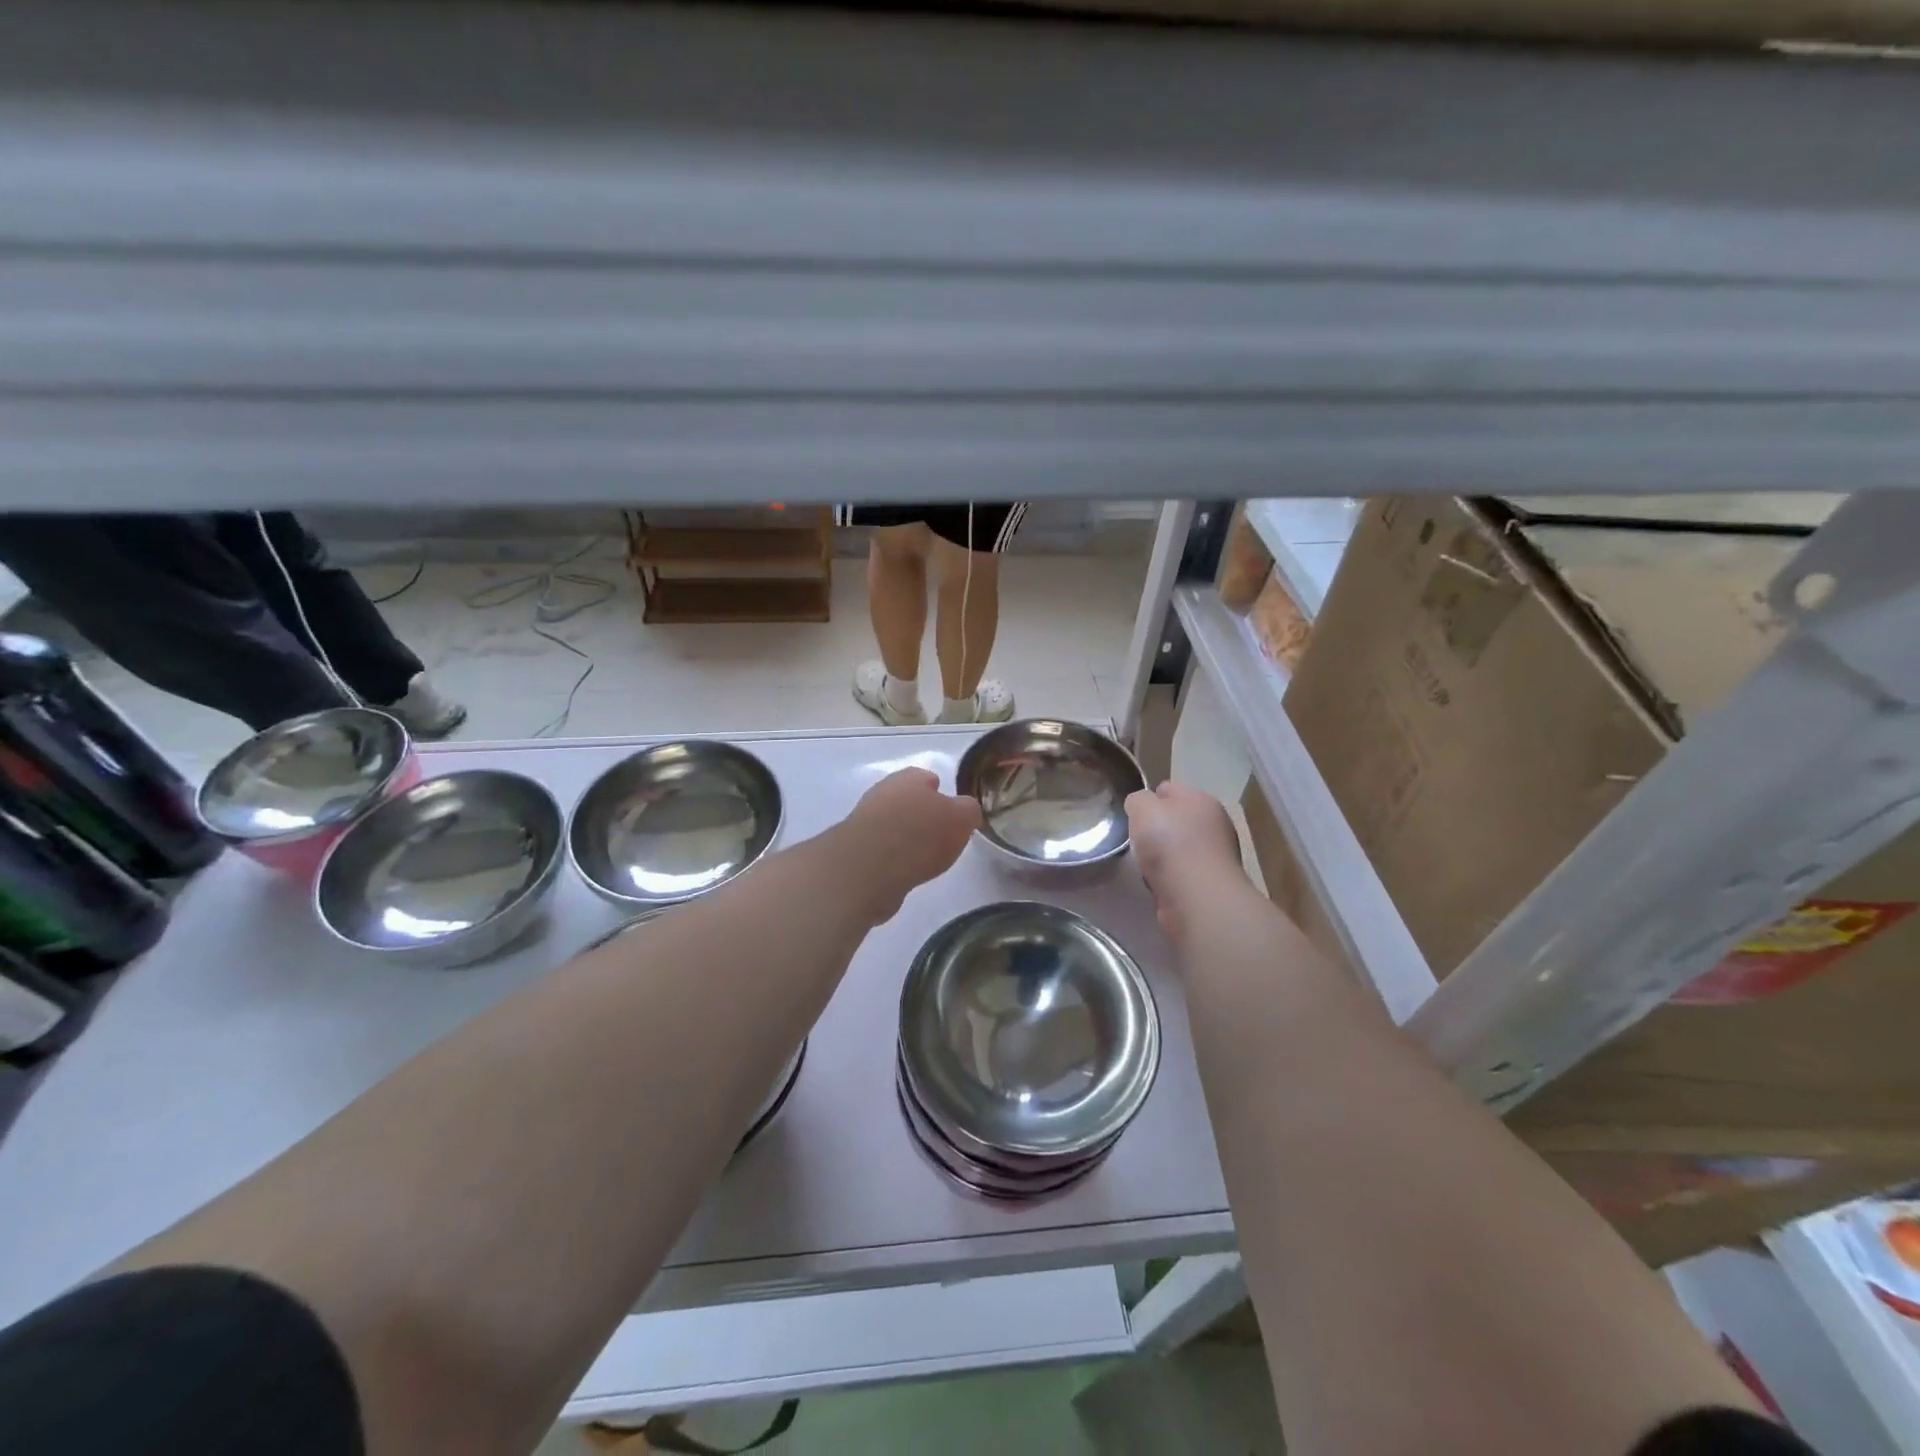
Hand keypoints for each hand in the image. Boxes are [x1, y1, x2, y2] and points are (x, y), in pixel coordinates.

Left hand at [838, 768, 981, 923]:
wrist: (868, 868)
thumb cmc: (920, 835)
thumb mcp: (961, 819)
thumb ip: (967, 810)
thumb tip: (964, 810)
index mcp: (909, 778)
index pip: (926, 777)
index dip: (940, 793)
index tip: (951, 812)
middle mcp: (883, 792)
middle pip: (906, 800)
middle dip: (921, 814)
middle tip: (939, 835)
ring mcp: (864, 820)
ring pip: (891, 824)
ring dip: (904, 837)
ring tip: (923, 858)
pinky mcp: (854, 849)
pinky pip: (880, 849)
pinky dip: (891, 858)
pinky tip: (903, 871)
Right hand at [1126, 781, 1247, 942]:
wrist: (1196, 896)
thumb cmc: (1169, 843)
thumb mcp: (1142, 807)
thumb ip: (1138, 800)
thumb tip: (1142, 807)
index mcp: (1201, 800)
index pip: (1170, 789)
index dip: (1149, 798)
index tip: (1133, 814)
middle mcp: (1214, 824)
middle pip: (1176, 820)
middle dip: (1155, 829)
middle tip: (1137, 840)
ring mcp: (1215, 856)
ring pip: (1178, 849)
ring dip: (1161, 857)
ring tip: (1144, 866)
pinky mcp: (1210, 884)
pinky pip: (1180, 874)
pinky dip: (1167, 879)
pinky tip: (1157, 885)